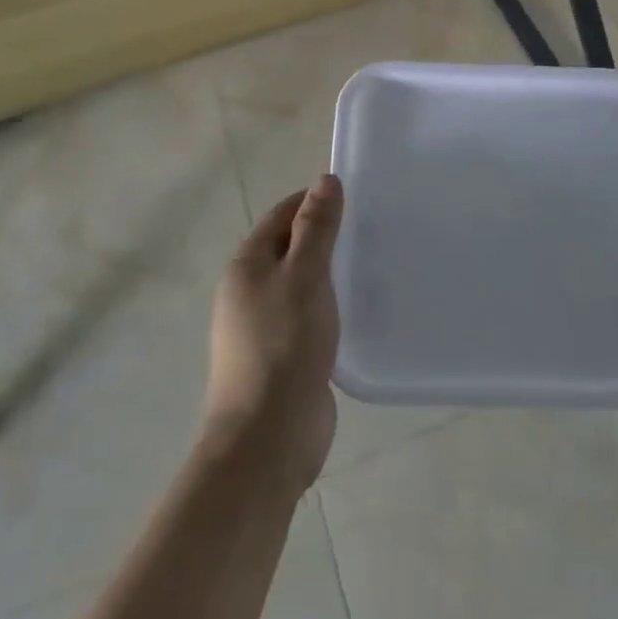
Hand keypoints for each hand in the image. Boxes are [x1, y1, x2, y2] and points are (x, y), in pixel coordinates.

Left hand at [203, 175, 344, 493]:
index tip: (353, 196)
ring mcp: (264, 327)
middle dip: (325, 236)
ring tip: (371, 265)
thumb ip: (316, 228)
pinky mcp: (283, 357)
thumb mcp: (304, 276)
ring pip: (301, 285)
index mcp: (246, 266)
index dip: (312, 200)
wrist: (267, 438)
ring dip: (329, 274)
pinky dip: (330, 306)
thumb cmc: (283, 345)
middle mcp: (249, 292)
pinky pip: (308, 317)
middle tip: (370, 229)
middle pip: (289, 248)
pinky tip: (357, 310)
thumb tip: (325, 180)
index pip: (281, 215)